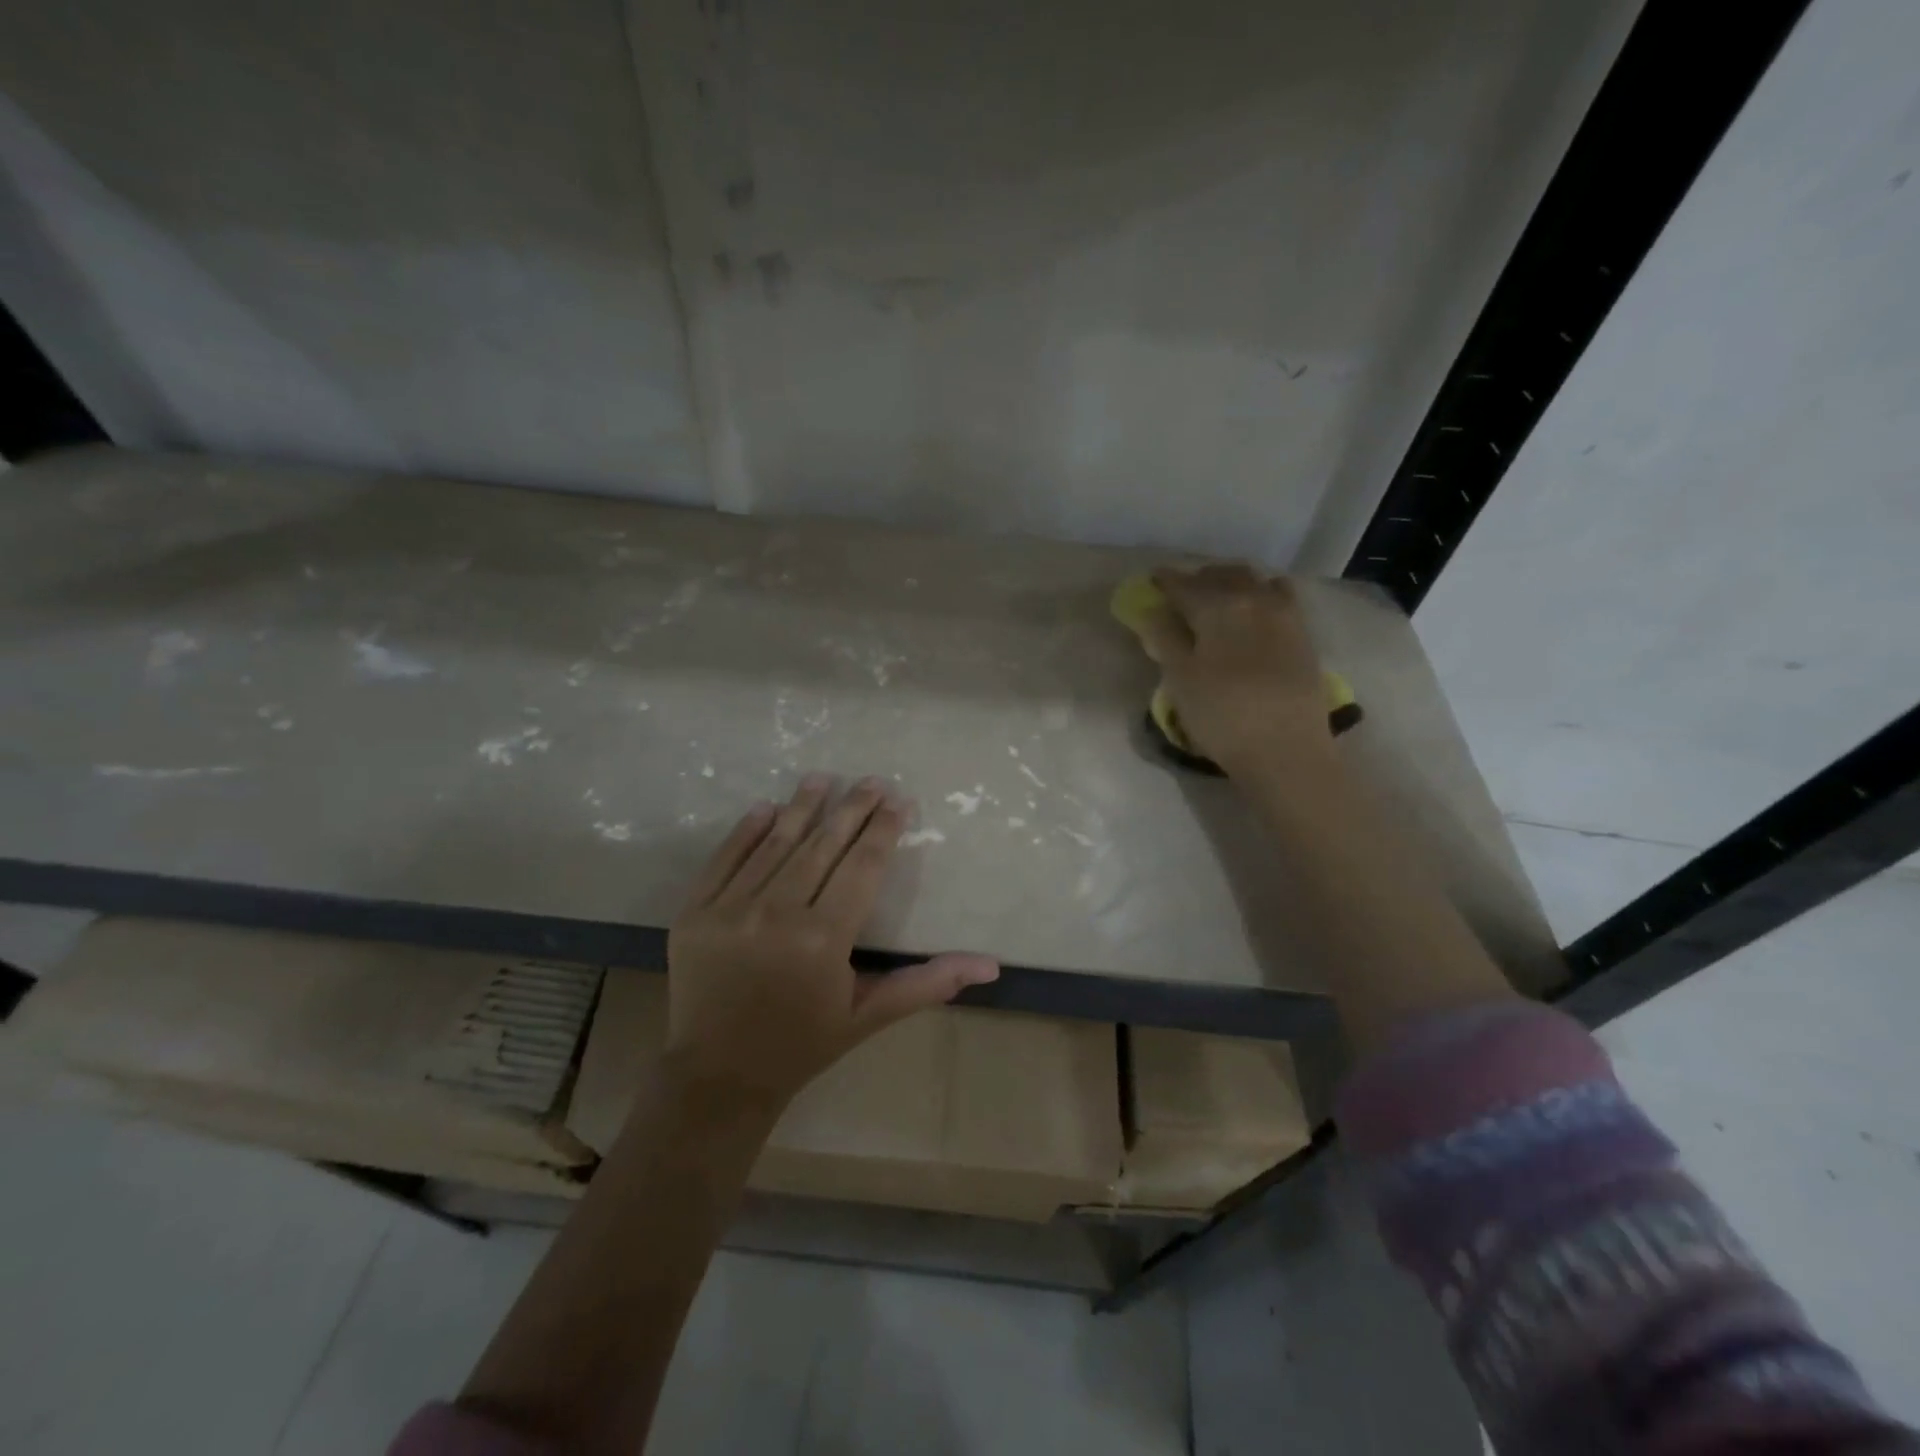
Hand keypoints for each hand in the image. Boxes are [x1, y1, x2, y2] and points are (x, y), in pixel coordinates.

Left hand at [665, 774, 999, 1110]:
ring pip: (775, 844)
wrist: (719, 1076)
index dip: (883, 831)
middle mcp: (776, 916)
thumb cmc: (804, 1044)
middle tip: (872, 780)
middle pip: (822, 846)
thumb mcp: (869, 1015)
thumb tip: (991, 966)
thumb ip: (927, 983)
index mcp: (823, 940)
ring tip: (822, 778)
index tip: (899, 801)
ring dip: (801, 807)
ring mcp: (729, 911)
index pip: (862, 867)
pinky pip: (724, 860)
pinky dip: (746, 831)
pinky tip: (766, 807)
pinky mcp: (694, 913)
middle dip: (852, 808)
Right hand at [1140, 565, 1333, 779]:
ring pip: (1255, 581)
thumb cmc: (1221, 715)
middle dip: (1200, 578)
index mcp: (1217, 607)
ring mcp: (1283, 615)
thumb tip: (1154, 611)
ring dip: (1232, 582)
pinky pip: (1280, 596)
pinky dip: (1263, 593)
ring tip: (1219, 596)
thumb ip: (1165, 639)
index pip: (1184, 585)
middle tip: (1182, 591)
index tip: (1153, 578)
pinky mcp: (1302, 635)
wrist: (1285, 749)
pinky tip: (1258, 608)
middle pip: (1223, 576)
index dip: (1166, 581)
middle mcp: (1253, 599)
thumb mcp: (1180, 679)